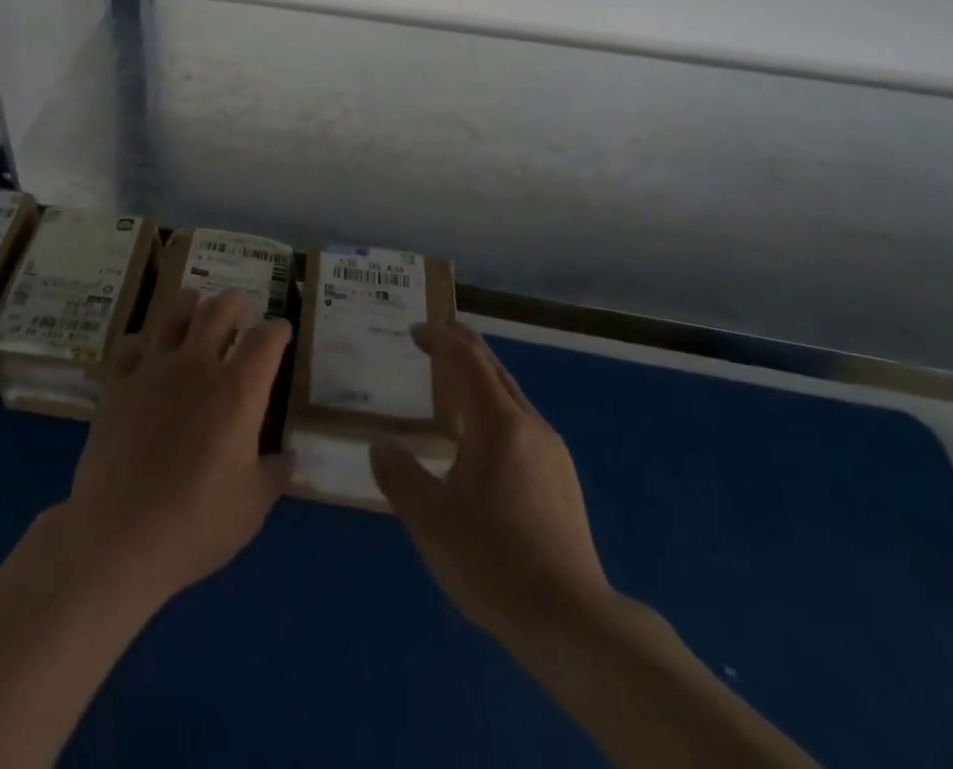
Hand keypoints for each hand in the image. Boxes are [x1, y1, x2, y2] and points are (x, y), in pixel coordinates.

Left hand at [58, 288, 292, 609]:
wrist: (120, 535)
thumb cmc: (197, 523)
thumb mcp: (252, 507)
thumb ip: (274, 473)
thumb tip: (288, 456)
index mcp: (239, 391)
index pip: (266, 341)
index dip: (277, 331)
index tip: (281, 331)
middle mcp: (198, 366)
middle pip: (219, 310)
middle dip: (235, 303)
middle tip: (240, 308)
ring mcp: (154, 369)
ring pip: (174, 316)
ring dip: (190, 305)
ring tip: (195, 303)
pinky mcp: (118, 384)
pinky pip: (131, 346)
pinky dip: (143, 342)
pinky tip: (145, 349)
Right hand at [370, 322, 616, 644]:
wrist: (572, 621)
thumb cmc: (494, 563)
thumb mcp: (431, 522)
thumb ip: (400, 476)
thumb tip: (380, 446)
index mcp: (498, 423)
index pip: (466, 359)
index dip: (439, 338)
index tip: (414, 331)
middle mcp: (530, 425)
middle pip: (494, 368)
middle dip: (462, 346)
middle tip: (432, 340)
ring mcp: (552, 451)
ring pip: (510, 395)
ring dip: (479, 379)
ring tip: (449, 387)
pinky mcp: (562, 478)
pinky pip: (522, 422)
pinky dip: (494, 407)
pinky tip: (481, 439)